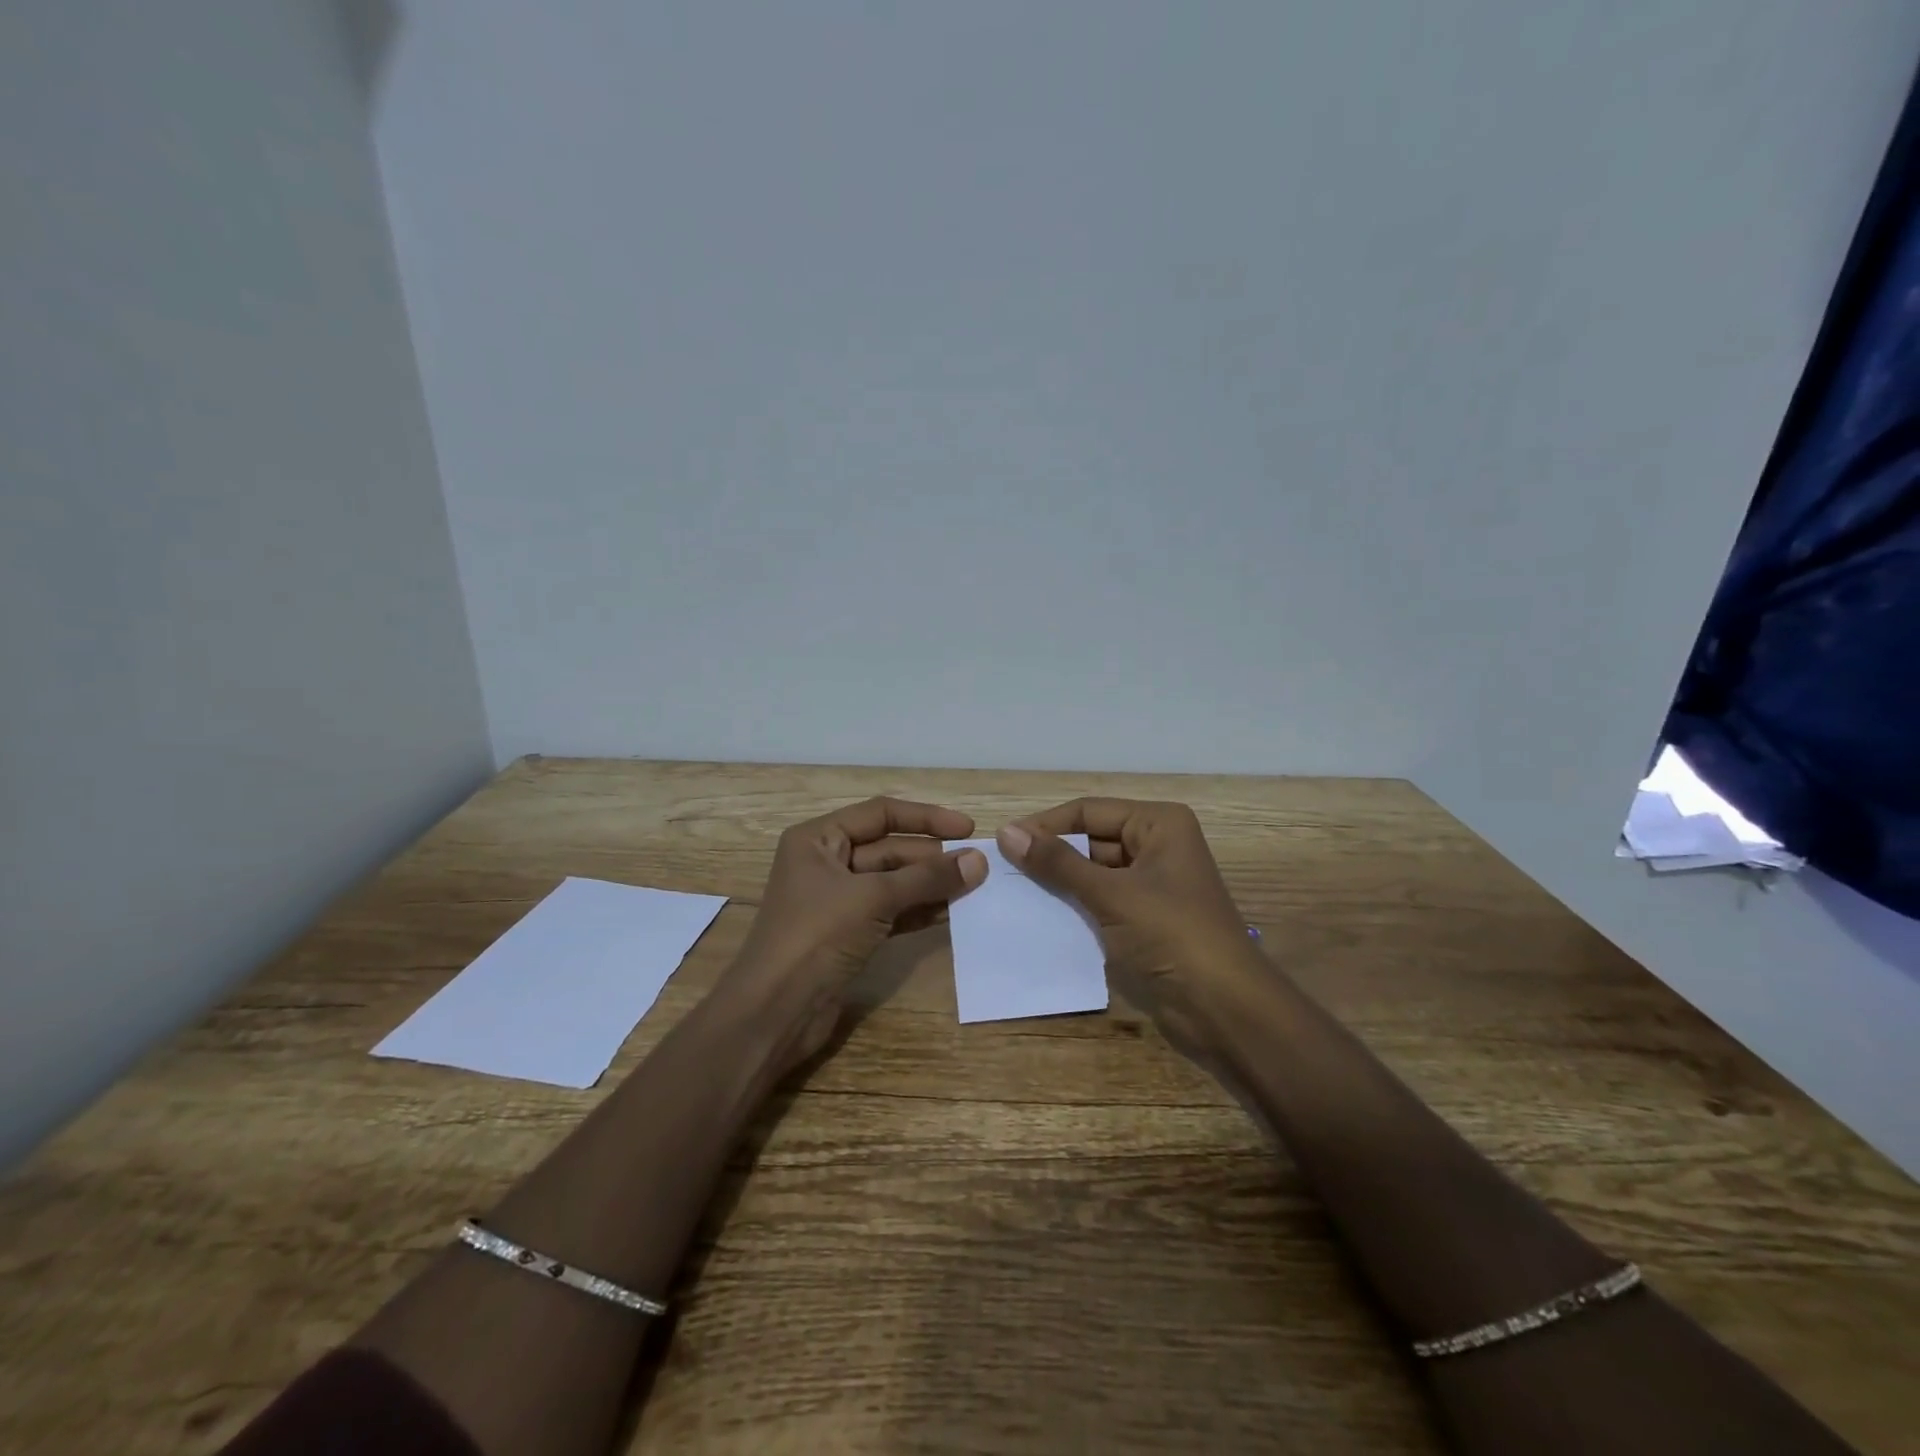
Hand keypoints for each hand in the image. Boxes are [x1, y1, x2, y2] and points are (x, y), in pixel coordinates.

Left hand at [727, 797, 987, 1066]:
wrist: (774, 1012)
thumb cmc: (816, 937)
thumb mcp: (873, 898)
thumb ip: (927, 878)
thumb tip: (978, 861)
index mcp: (818, 839)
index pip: (881, 814)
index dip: (927, 818)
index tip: (968, 828)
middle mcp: (826, 862)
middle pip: (889, 849)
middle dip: (932, 858)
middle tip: (978, 867)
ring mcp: (836, 900)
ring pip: (892, 882)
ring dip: (930, 885)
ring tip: (974, 889)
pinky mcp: (847, 934)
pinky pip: (890, 911)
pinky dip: (918, 911)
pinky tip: (951, 913)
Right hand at [997, 799, 1264, 1051]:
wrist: (1224, 1011)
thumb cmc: (1173, 935)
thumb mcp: (1112, 894)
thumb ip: (1058, 863)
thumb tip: (1006, 832)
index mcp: (1158, 824)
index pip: (1088, 811)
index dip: (1046, 825)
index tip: (1001, 842)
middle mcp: (1156, 846)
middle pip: (1090, 840)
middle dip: (1050, 855)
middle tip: (1002, 871)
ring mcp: (1150, 886)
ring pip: (1091, 873)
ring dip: (1058, 883)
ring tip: (1011, 893)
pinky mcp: (1143, 920)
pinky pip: (1099, 902)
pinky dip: (1072, 907)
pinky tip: (1037, 917)